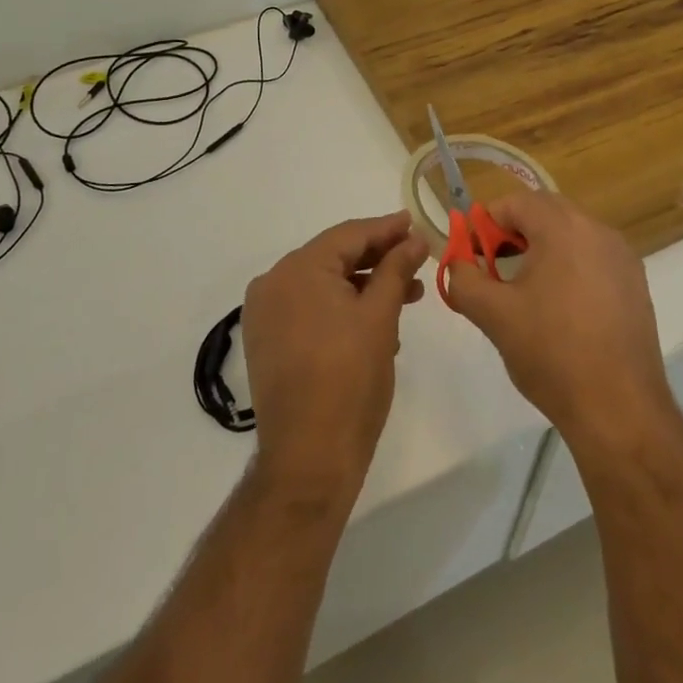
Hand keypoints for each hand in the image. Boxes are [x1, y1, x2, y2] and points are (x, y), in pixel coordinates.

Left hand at [242, 212, 428, 499]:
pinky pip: (309, 309)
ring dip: (364, 287)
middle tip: (417, 262)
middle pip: (333, 257)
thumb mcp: (380, 317)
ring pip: (323, 285)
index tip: (415, 224)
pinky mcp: (267, 341)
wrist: (308, 458)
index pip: (348, 235)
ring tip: (406, 297)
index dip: (386, 229)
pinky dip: (341, 309)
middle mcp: (273, 283)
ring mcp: (265, 314)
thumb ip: (396, 269)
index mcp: (297, 269)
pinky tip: (375, 323)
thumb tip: (414, 239)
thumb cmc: (349, 380)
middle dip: (378, 260)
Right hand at [444, 192, 676, 459]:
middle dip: (514, 232)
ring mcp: (622, 256)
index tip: (473, 254)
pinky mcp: (635, 283)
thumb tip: (458, 264)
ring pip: (571, 234)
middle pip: (546, 211)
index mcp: (564, 228)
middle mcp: (598, 230)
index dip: (487, 223)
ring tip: (523, 289)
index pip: (516, 202)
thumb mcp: (493, 314)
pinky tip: (559, 307)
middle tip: (493, 267)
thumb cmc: (551, 353)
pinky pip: (593, 257)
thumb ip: (464, 279)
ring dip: (542, 248)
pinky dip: (569, 266)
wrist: (619, 408)